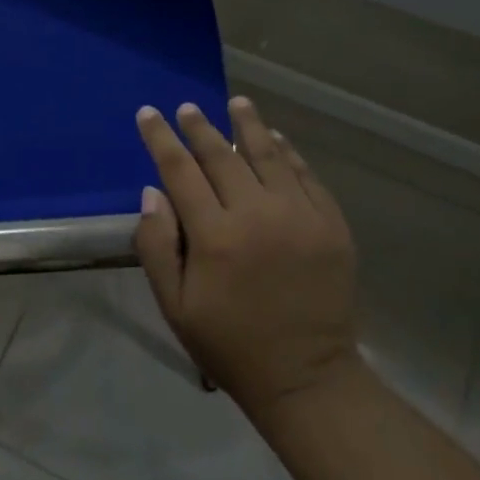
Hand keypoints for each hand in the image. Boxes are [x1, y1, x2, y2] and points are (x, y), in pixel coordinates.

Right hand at [134, 98, 362, 421]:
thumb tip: (152, 192)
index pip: (180, 171)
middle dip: (199, 127)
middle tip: (187, 107)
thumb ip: (156, 245)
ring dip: (248, 125)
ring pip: (268, 155)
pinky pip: (305, 175)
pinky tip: (276, 138)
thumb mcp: (176, 305)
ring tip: (236, 102)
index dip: (161, 139)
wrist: (306, 376)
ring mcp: (300, 215)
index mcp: (215, 237)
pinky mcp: (331, 224)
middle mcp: (257, 214)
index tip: (148, 114)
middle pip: (221, 155)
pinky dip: (288, 152)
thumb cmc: (230, 344)